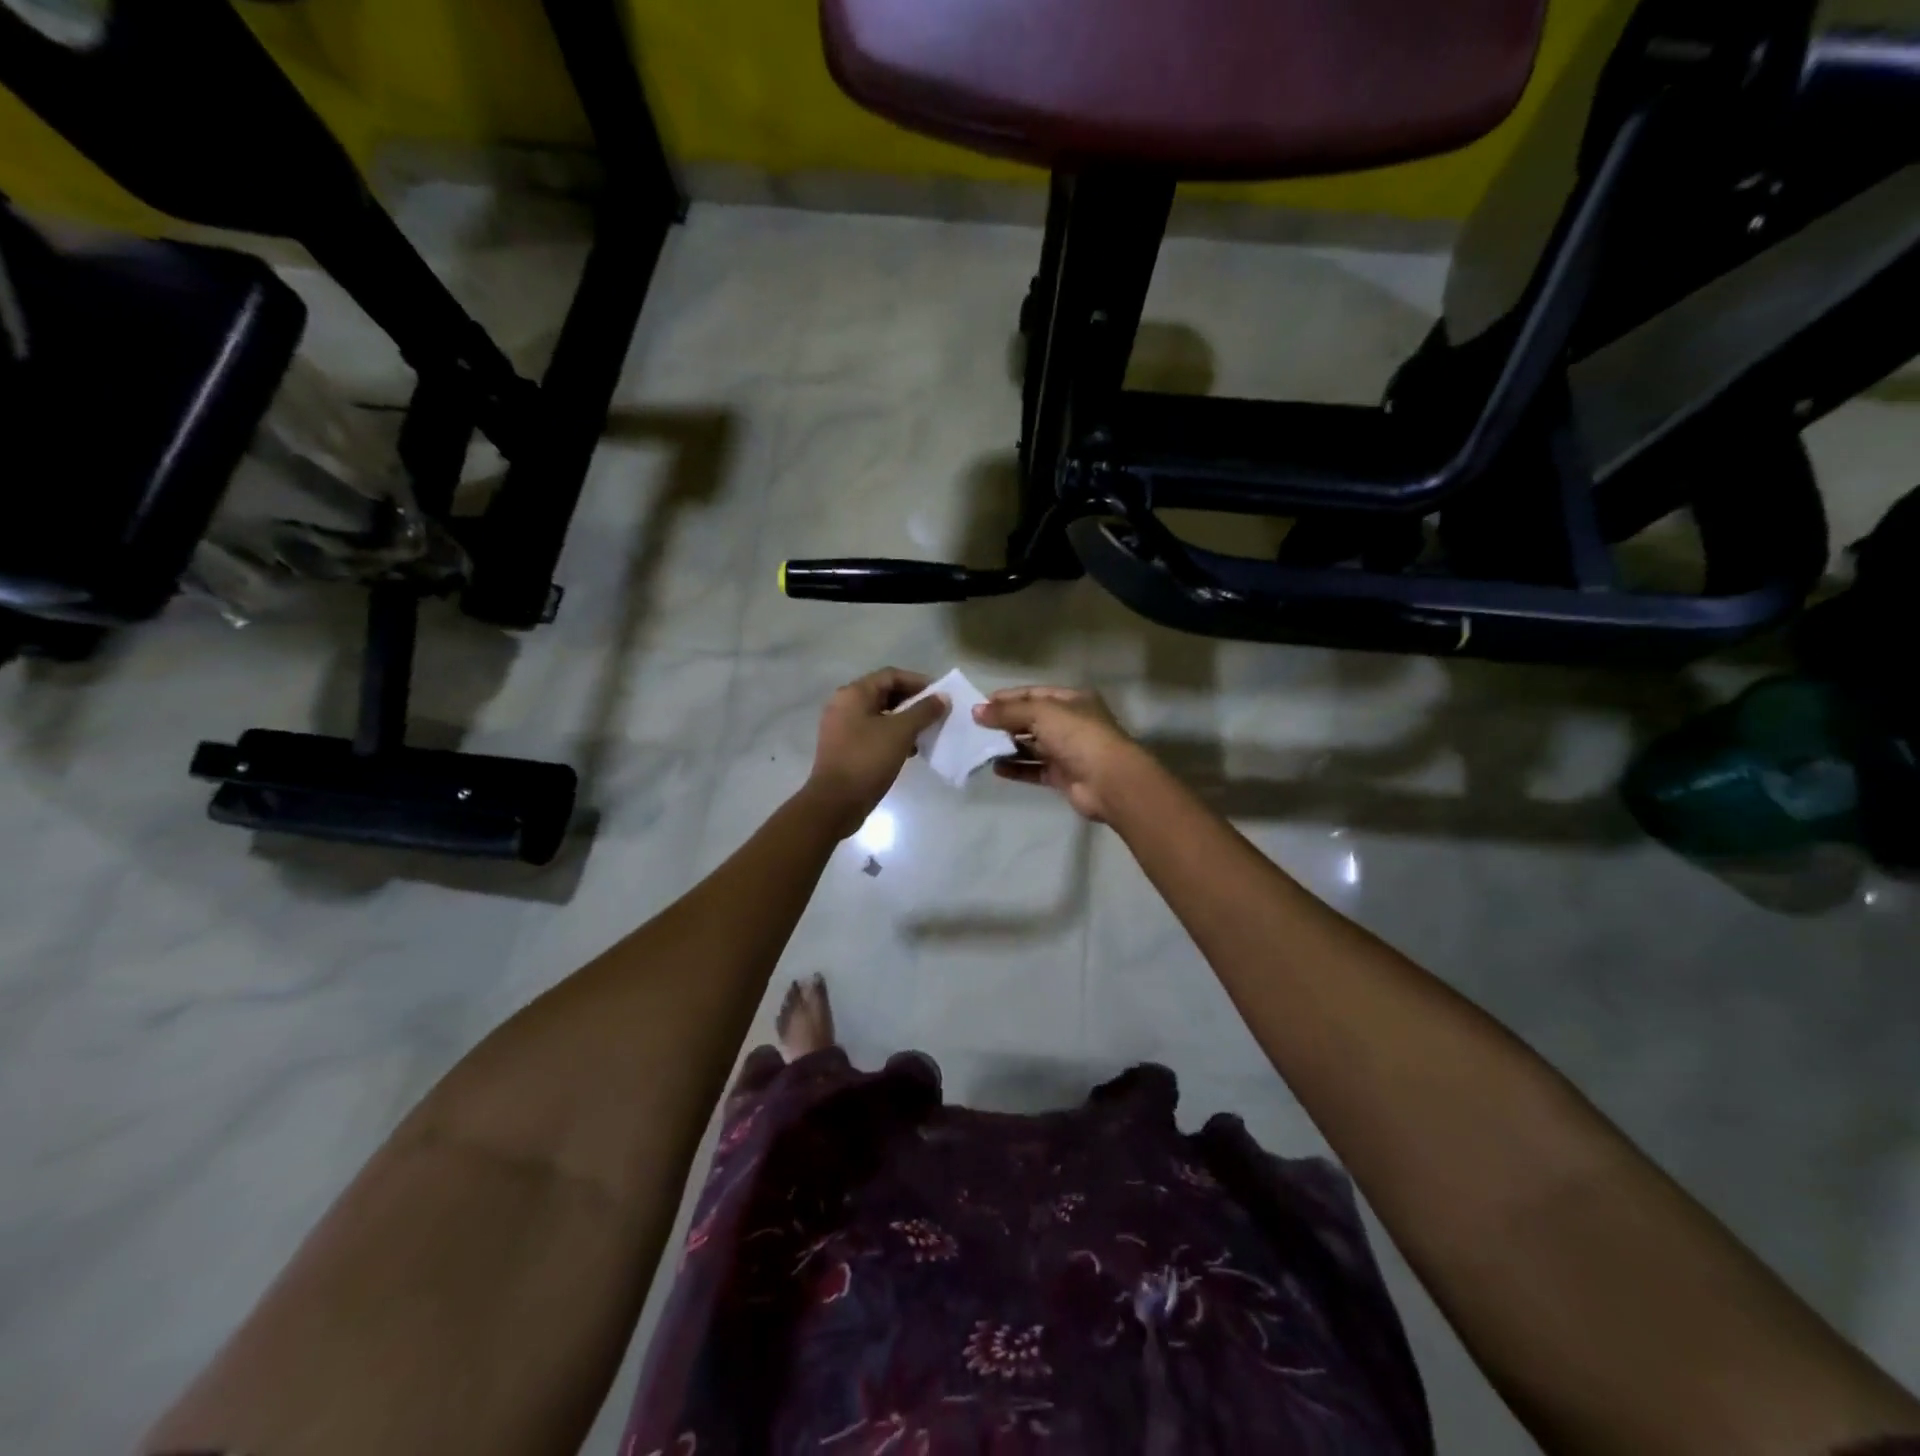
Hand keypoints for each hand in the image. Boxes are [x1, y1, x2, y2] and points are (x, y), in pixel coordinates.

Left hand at [806, 668, 947, 836]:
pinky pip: (873, 733)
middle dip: (912, 702)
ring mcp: (842, 728)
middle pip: (884, 693)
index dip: (918, 682)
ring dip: (905, 720)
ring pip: (880, 715)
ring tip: (927, 732)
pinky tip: (911, 750)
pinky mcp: (845, 748)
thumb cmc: (868, 759)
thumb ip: (924, 711)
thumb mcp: (901, 732)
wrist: (836, 802)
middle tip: (936, 713)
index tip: (940, 695)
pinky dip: (893, 736)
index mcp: (853, 694)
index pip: (891, 675)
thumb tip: (943, 698)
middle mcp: (844, 705)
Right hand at [974, 686, 1146, 822]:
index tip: (980, 706)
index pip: (1033, 694)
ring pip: (1031, 746)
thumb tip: (976, 711)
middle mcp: (1070, 723)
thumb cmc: (1078, 736)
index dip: (1007, 698)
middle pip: (1031, 720)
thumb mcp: (1041, 713)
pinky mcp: (1062, 776)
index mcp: (1071, 700)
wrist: (1109, 781)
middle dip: (1005, 723)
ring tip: (981, 749)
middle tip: (975, 729)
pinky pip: (1034, 769)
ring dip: (1008, 747)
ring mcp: (1067, 751)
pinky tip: (996, 768)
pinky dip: (1016, 768)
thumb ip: (1008, 712)